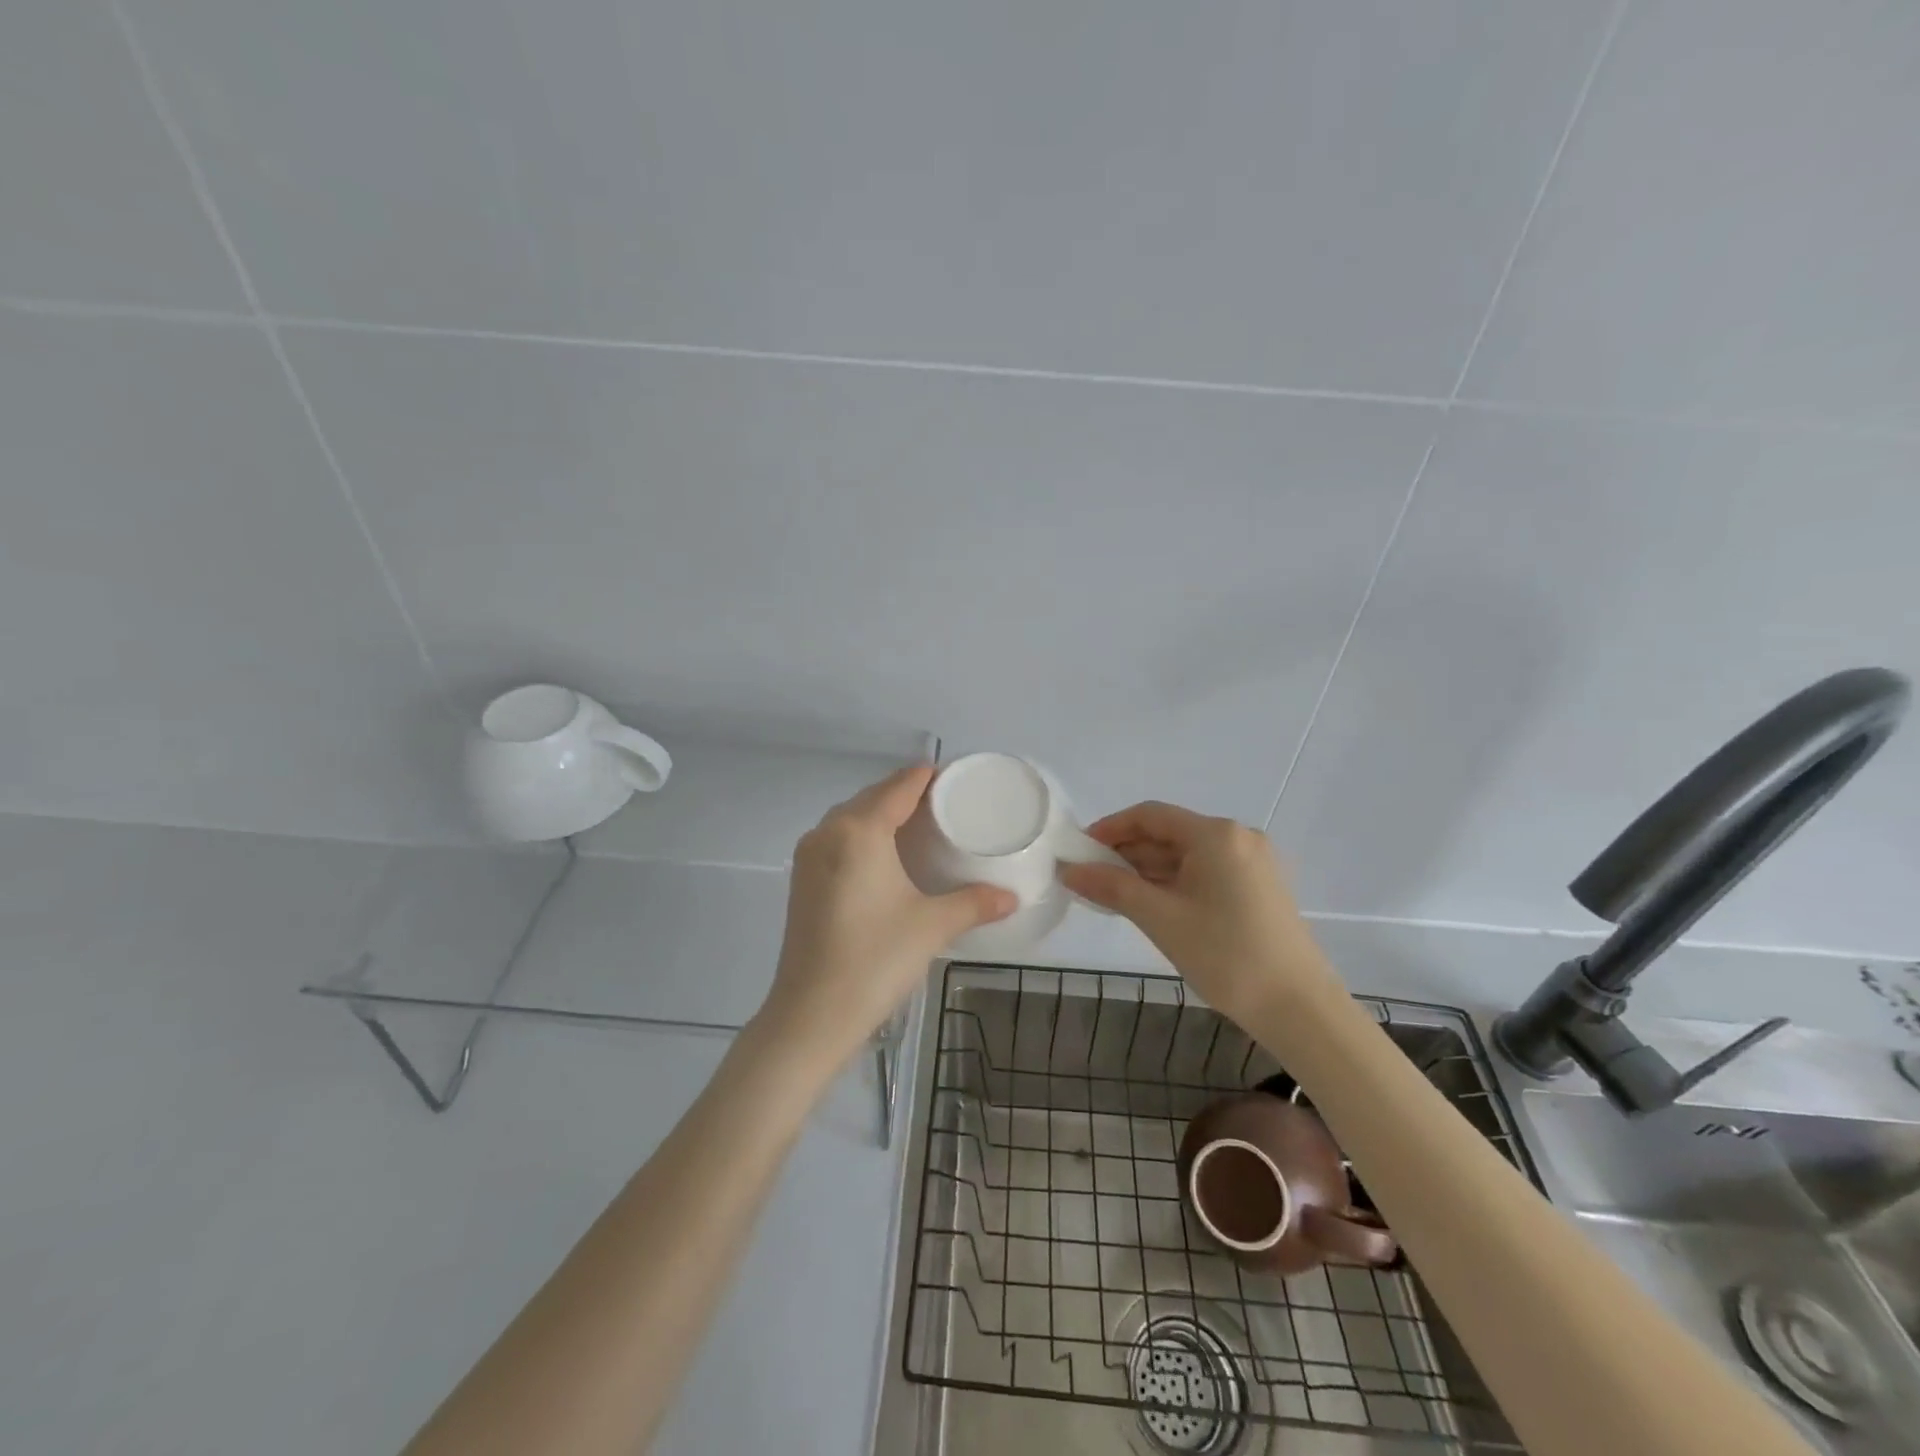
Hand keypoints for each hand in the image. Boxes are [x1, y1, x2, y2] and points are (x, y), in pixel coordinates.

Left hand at [756, 764, 1016, 1071]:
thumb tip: (1012, 897)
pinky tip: (884, 855)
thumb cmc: (875, 960)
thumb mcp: (932, 926)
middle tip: (947, 804)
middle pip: (873, 796)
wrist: (811, 1015)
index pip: (899, 787)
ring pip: (851, 817)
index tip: (958, 778)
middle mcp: (829, 832)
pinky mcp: (801, 879)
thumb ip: (974, 903)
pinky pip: (837, 838)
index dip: (928, 777)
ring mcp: (809, 856)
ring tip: (919, 826)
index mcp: (859, 831)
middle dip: (907, 794)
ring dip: (882, 813)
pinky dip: (863, 835)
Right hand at [1058, 801, 1340, 1026]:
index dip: (1110, 828)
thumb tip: (1069, 870)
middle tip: (1090, 878)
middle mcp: (1238, 837)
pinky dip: (1174, 883)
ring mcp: (1253, 863)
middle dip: (1127, 853)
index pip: (1150, 815)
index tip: (1079, 850)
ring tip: (1112, 895)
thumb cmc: (1226, 955)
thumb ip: (1112, 887)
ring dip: (1148, 870)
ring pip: (1187, 855)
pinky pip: (1206, 872)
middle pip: (1169, 833)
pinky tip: (1151, 905)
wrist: (1300, 1009)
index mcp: (1216, 834)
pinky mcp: (1259, 888)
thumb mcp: (1161, 919)